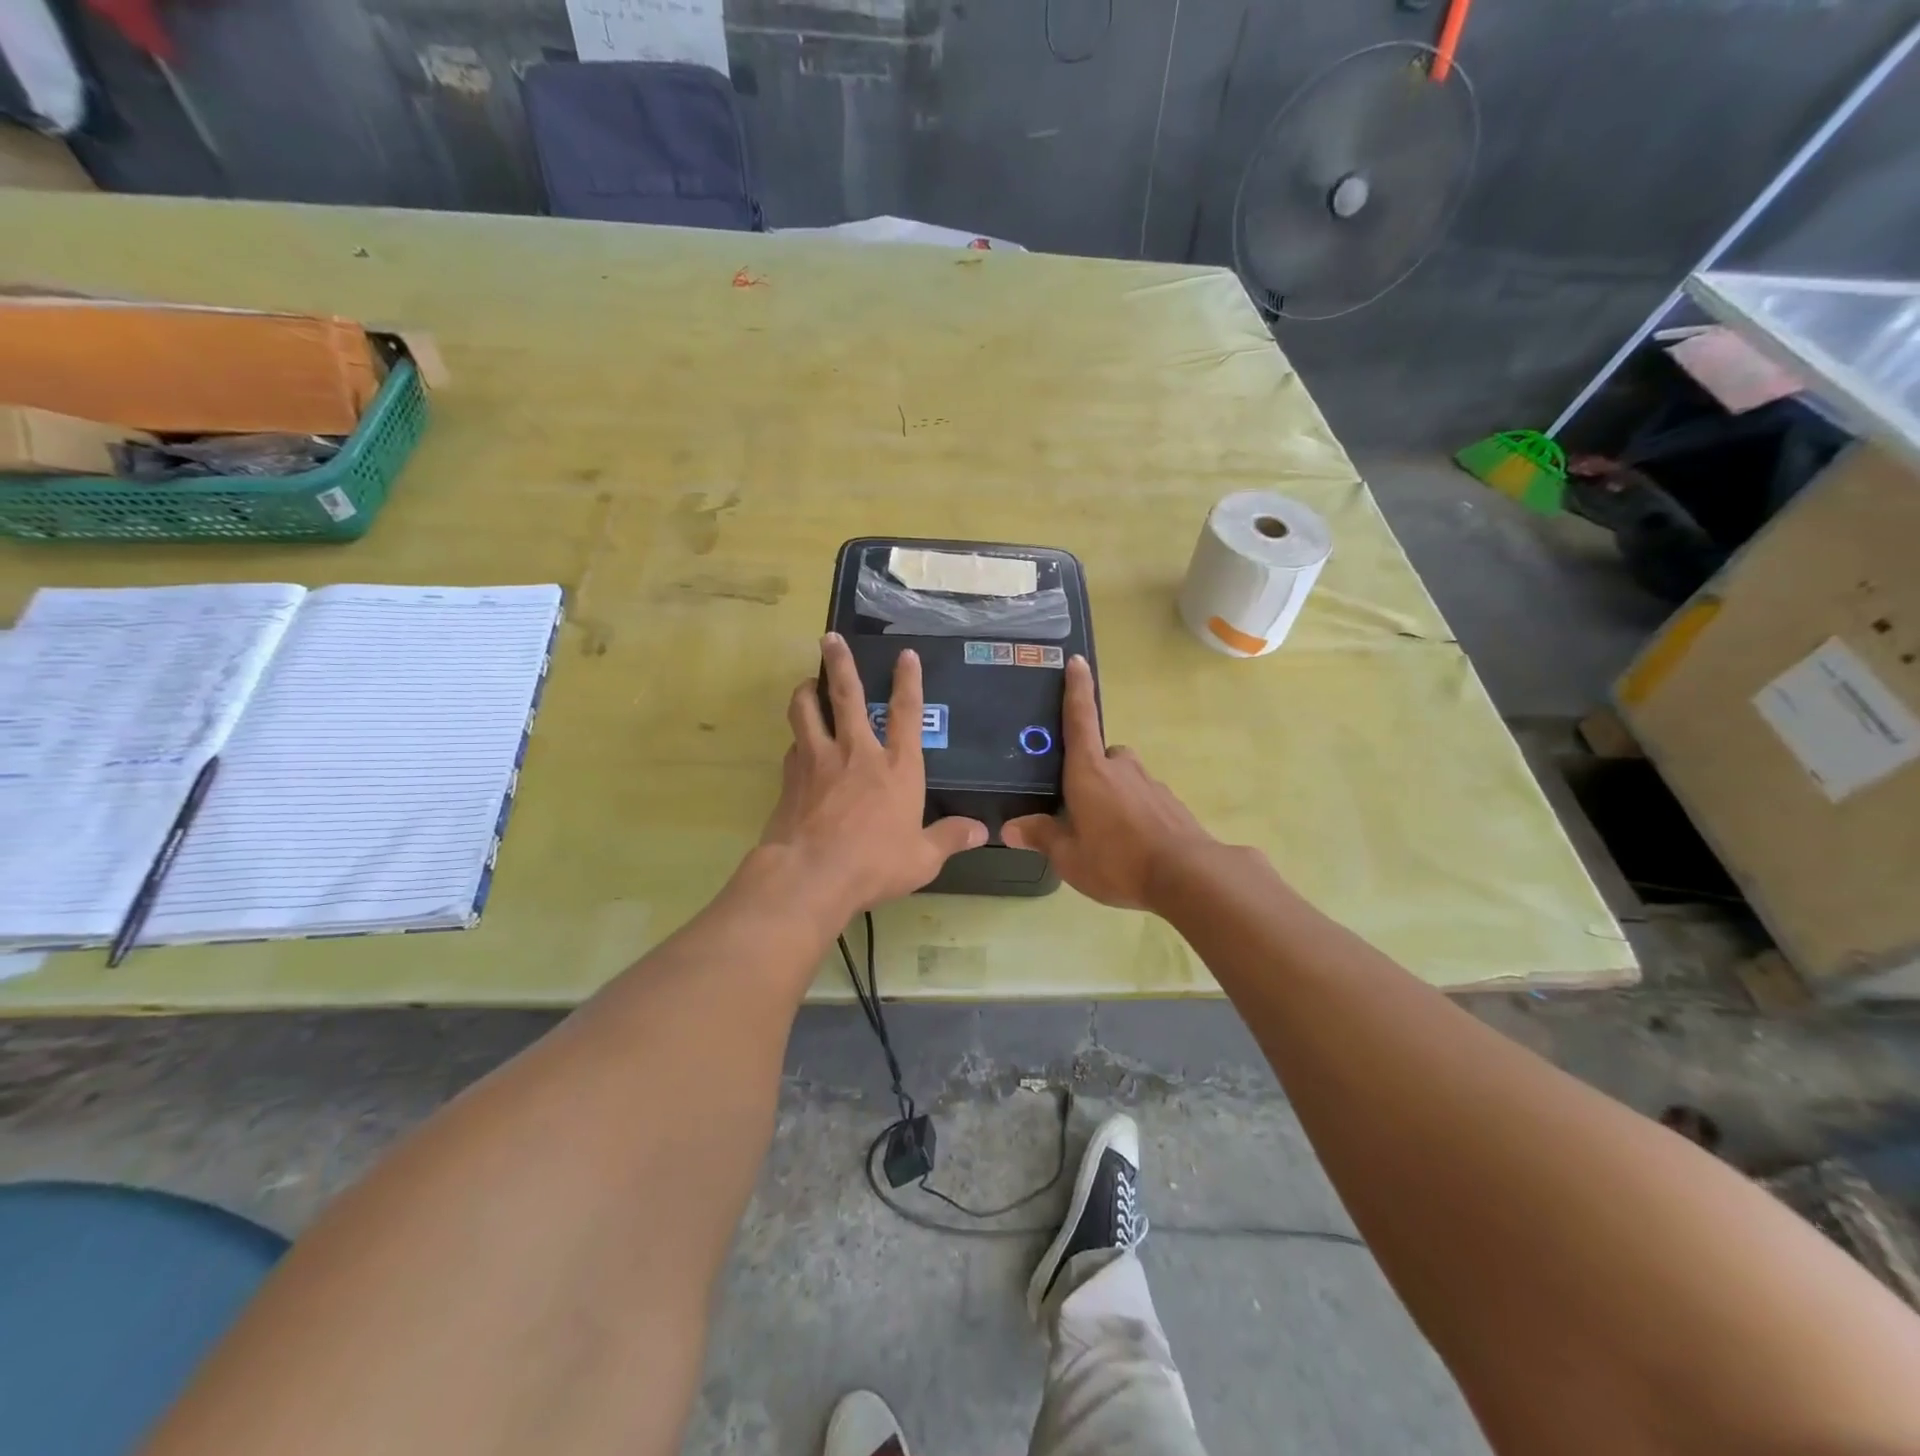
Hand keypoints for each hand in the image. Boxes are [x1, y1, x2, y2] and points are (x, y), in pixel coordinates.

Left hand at [756, 633, 986, 917]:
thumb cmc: (875, 864)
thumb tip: (982, 831)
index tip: (905, 655)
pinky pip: (794, 745)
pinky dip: (798, 737)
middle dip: (840, 663)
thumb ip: (950, 838)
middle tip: (829, 638)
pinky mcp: (792, 776)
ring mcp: (820, 760)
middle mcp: (857, 753)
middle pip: (847, 695)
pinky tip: (798, 743)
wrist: (811, 874)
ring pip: (807, 711)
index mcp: (896, 767)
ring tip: (808, 684)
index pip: (906, 713)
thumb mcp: (923, 858)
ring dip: (807, 692)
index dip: (908, 681)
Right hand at [1003, 656, 1216, 909]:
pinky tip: (1132, 845)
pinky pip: (1143, 799)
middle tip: (1079, 807)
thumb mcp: (1069, 857)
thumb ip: (1042, 836)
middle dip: (1089, 773)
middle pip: (1101, 756)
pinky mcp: (1170, 803)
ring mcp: (1150, 784)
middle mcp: (1120, 768)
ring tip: (1106, 835)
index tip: (1077, 661)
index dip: (1076, 690)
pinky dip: (1134, 813)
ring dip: (1112, 796)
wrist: (1187, 876)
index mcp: (1089, 772)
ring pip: (1124, 779)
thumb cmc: (1117, 860)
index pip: (1079, 720)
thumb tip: (1010, 827)